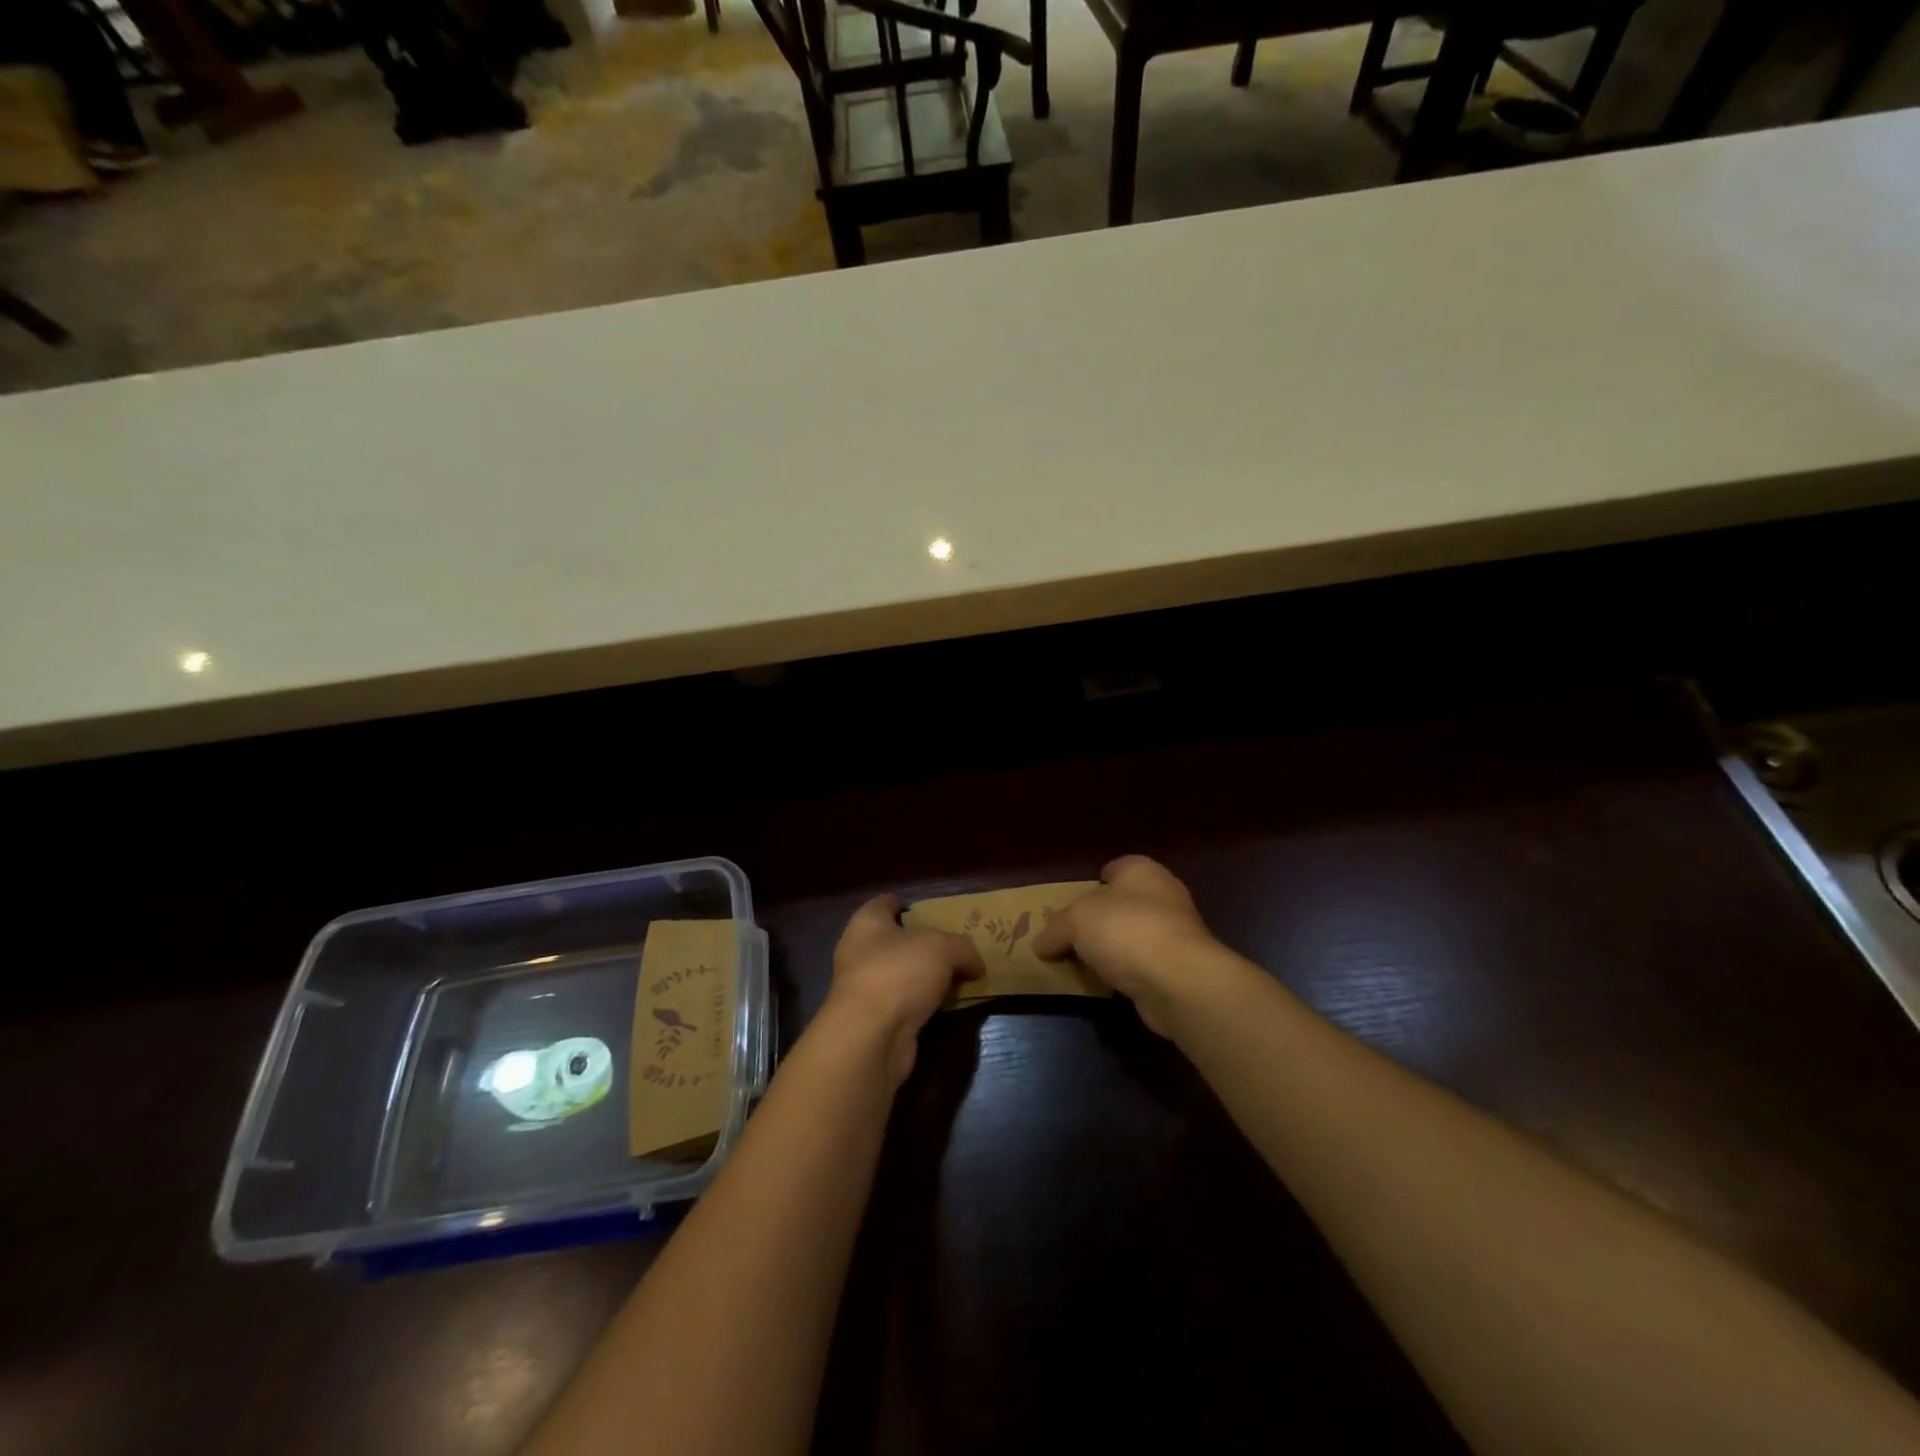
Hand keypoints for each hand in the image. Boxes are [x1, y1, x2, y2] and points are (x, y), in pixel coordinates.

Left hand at [821, 895, 984, 1083]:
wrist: (871, 1036)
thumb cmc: (899, 972)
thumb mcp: (942, 947)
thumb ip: (962, 948)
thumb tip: (975, 964)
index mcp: (867, 923)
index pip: (886, 903)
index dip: (907, 904)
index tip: (931, 911)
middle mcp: (860, 952)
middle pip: (896, 941)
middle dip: (924, 945)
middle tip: (956, 947)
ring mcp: (866, 989)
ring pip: (902, 975)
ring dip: (926, 978)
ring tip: (959, 977)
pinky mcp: (875, 1021)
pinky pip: (906, 1004)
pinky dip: (925, 1004)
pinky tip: (949, 1006)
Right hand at [1032, 856, 1223, 1035]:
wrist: (1179, 981)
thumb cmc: (1126, 931)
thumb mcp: (1076, 921)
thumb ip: (1055, 929)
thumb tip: (1040, 944)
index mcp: (1142, 871)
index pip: (1115, 868)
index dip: (1093, 882)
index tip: (1071, 903)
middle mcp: (1163, 895)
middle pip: (1123, 903)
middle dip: (1099, 919)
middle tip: (1069, 936)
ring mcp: (1176, 933)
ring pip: (1133, 936)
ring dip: (1112, 949)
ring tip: (1081, 963)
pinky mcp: (1179, 968)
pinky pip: (1142, 965)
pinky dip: (1124, 972)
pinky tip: (1104, 984)